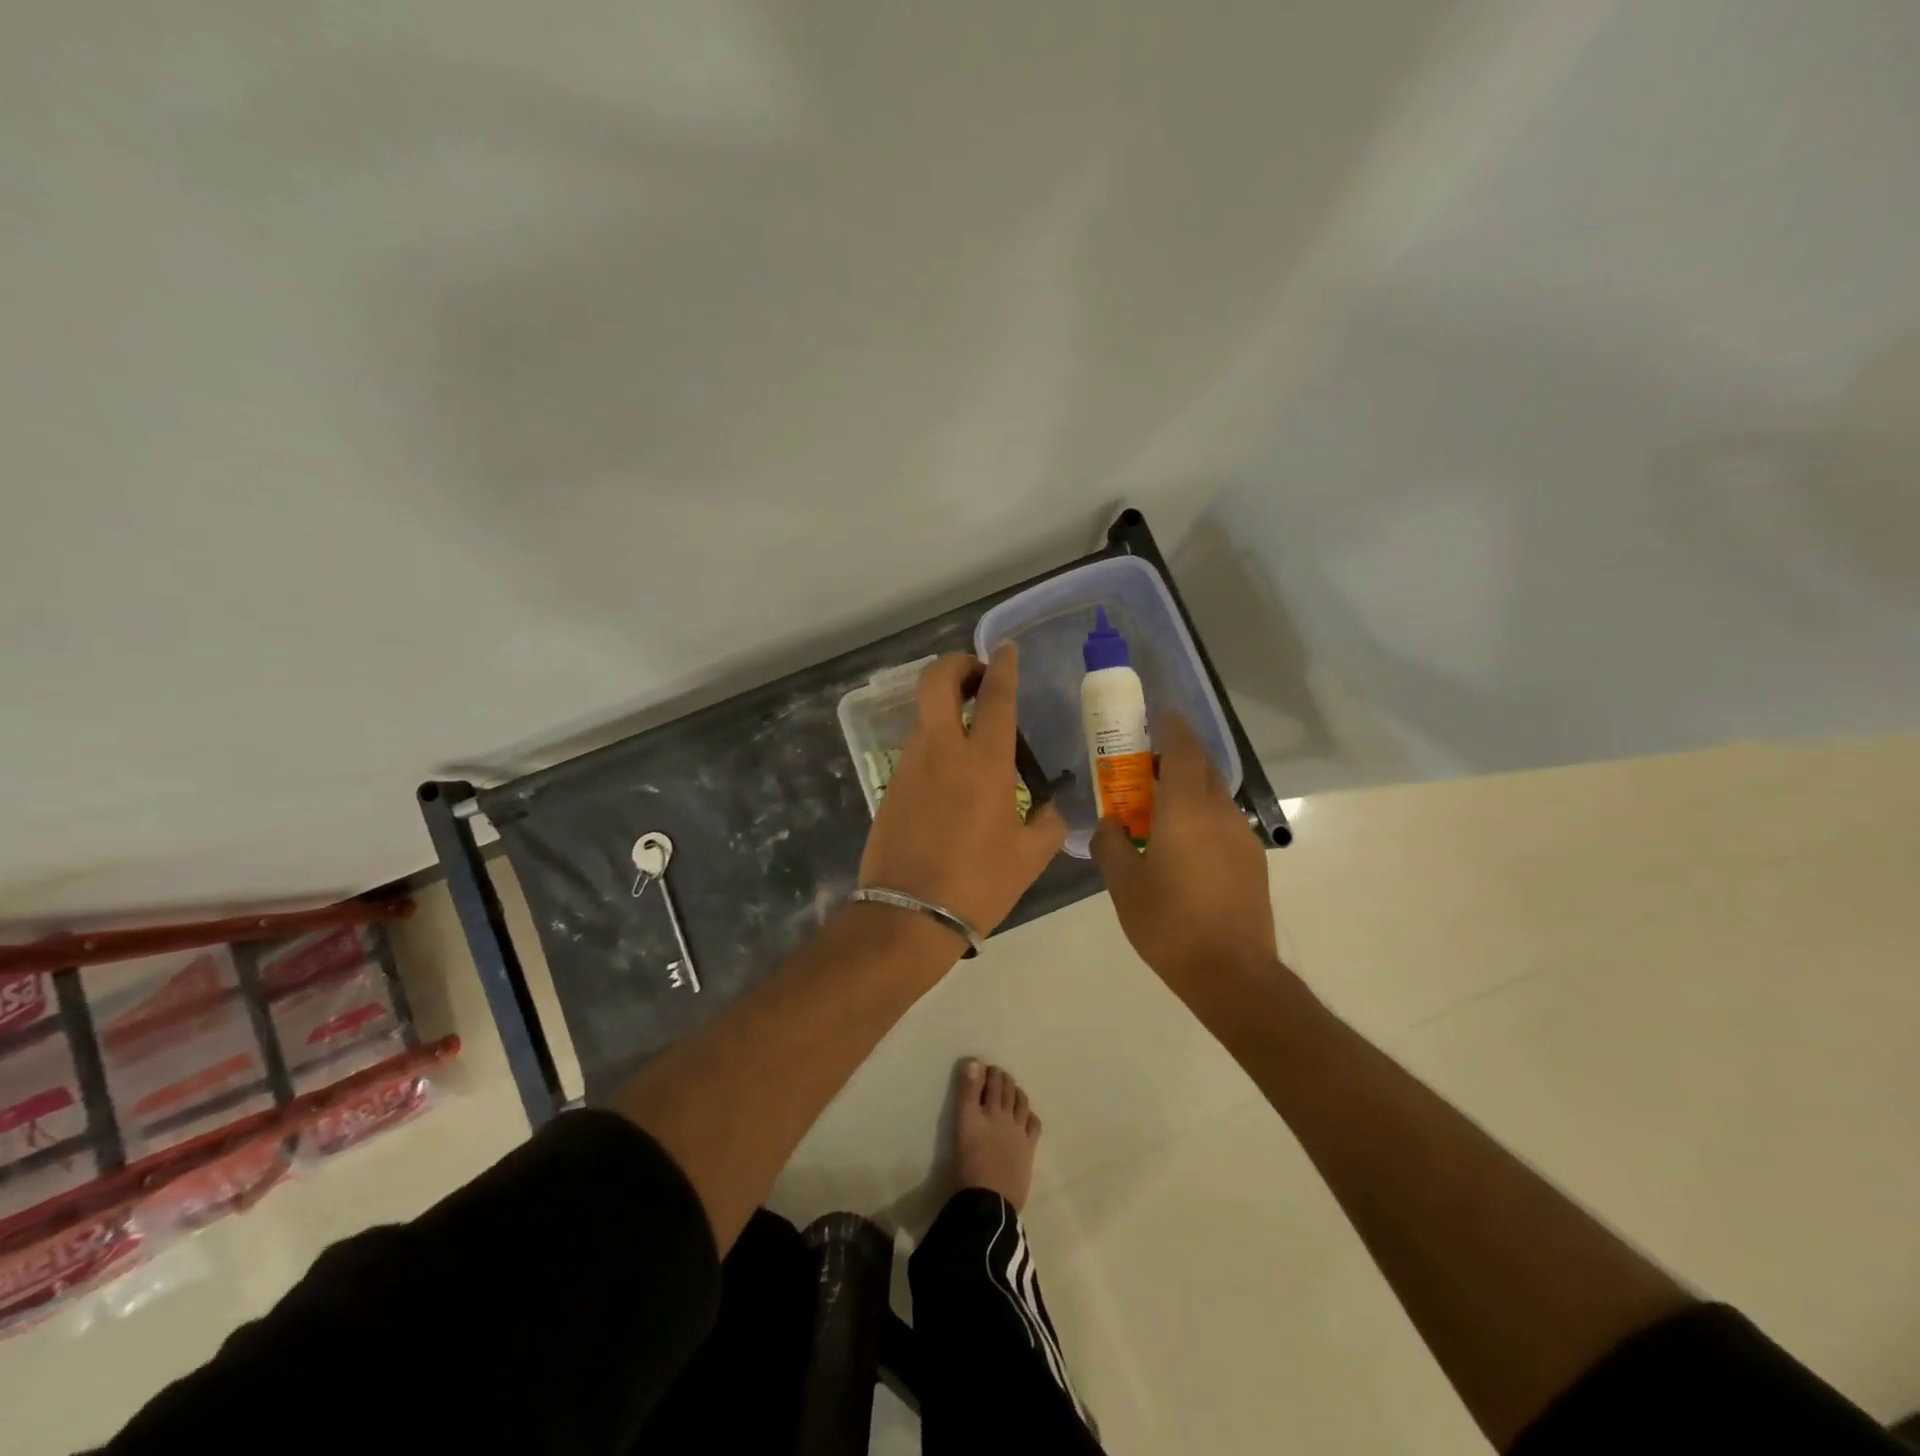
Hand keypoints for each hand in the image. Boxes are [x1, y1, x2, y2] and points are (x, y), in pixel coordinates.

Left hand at [859, 646, 1067, 937]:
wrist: (907, 916)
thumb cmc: (977, 884)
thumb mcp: (1029, 858)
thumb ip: (1048, 824)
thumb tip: (1051, 808)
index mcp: (983, 762)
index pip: (994, 696)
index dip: (1002, 666)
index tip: (1006, 651)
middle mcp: (941, 751)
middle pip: (936, 681)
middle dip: (956, 664)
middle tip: (978, 676)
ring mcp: (909, 765)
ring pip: (923, 713)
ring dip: (945, 705)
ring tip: (971, 727)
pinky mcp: (891, 785)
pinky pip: (916, 746)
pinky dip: (935, 739)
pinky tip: (952, 770)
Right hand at [1090, 713, 1275, 986]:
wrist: (1232, 974)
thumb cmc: (1169, 923)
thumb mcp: (1123, 884)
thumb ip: (1110, 844)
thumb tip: (1110, 824)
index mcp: (1186, 808)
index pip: (1184, 749)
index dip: (1171, 727)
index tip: (1157, 717)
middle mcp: (1220, 812)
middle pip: (1202, 768)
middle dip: (1176, 758)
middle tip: (1145, 769)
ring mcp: (1241, 836)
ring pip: (1214, 796)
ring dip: (1189, 790)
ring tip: (1159, 812)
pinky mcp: (1252, 861)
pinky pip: (1223, 822)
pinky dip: (1201, 817)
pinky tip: (1182, 847)